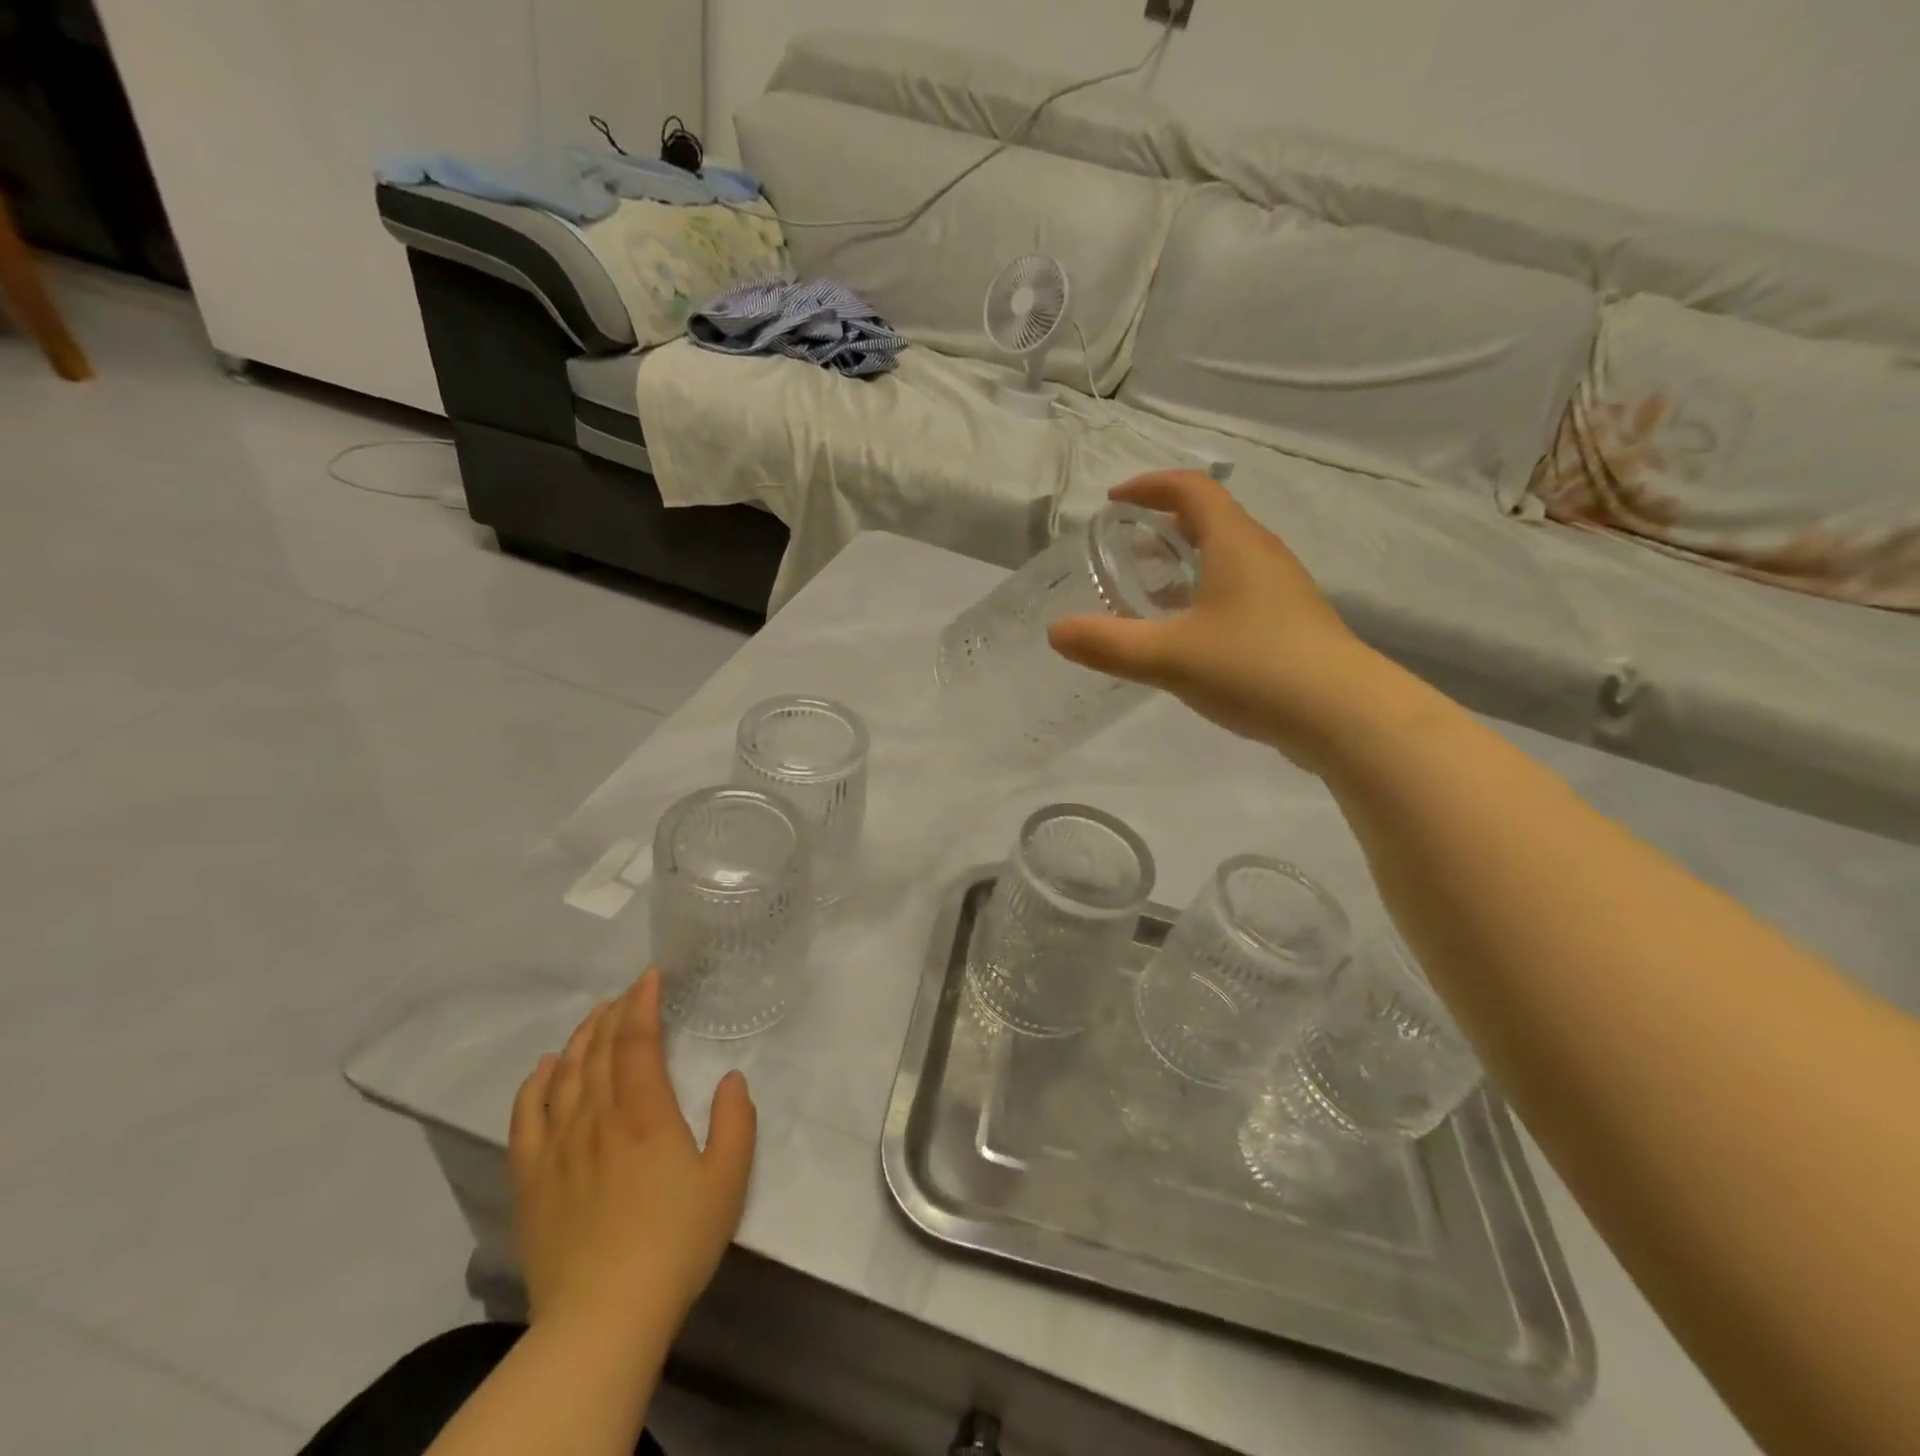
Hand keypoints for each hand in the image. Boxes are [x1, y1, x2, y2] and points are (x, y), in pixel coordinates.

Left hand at [509, 970, 755, 1345]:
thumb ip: (736, 1122)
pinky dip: (534, 1085)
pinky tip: (543, 1068)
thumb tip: (732, 1078)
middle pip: (598, 1051)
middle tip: (625, 993)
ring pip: (564, 1075)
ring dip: (579, 1039)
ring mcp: (558, 1148)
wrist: (602, 1319)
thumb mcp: (728, 1181)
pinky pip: (526, 1117)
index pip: (637, 1041)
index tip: (649, 976)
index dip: (642, 1003)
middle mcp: (598, 1118)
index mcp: (646, 1114)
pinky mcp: (530, 1180)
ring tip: (593, 1018)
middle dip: (612, 1013)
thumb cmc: (675, 1245)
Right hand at [1049, 470, 1386, 772]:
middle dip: (1164, 525)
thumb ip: (1108, 644)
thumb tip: (1056, 632)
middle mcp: (1262, 555)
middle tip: (1125, 548)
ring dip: (1186, 563)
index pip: (1191, 490)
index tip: (1114, 502)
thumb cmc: (1254, 668)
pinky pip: (1239, 591)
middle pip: (1211, 519)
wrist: (1345, 715)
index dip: (1149, 486)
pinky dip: (1205, 595)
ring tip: (1149, 592)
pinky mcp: (1290, 624)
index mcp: (1235, 544)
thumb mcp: (1169, 657)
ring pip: (1227, 558)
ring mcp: (1282, 591)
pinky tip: (1188, 635)